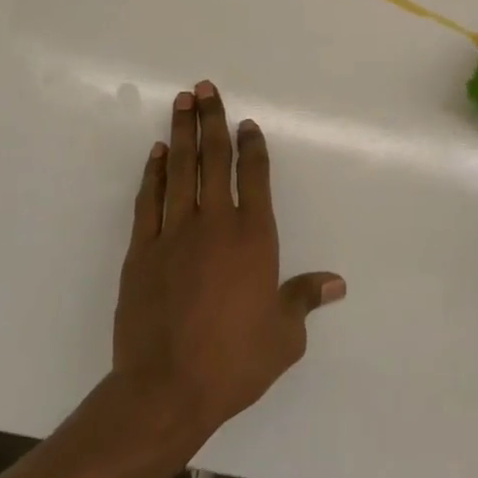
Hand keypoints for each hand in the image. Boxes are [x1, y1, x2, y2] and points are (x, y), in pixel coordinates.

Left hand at [111, 81, 345, 441]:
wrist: (165, 390)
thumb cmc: (234, 361)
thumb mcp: (284, 336)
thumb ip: (305, 299)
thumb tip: (336, 283)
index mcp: (253, 236)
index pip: (254, 175)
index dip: (252, 145)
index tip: (247, 123)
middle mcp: (215, 223)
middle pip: (214, 159)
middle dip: (212, 120)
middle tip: (205, 88)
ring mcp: (174, 233)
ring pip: (180, 170)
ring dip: (182, 133)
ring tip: (182, 101)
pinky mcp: (141, 250)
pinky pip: (149, 200)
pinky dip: (154, 173)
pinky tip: (157, 154)